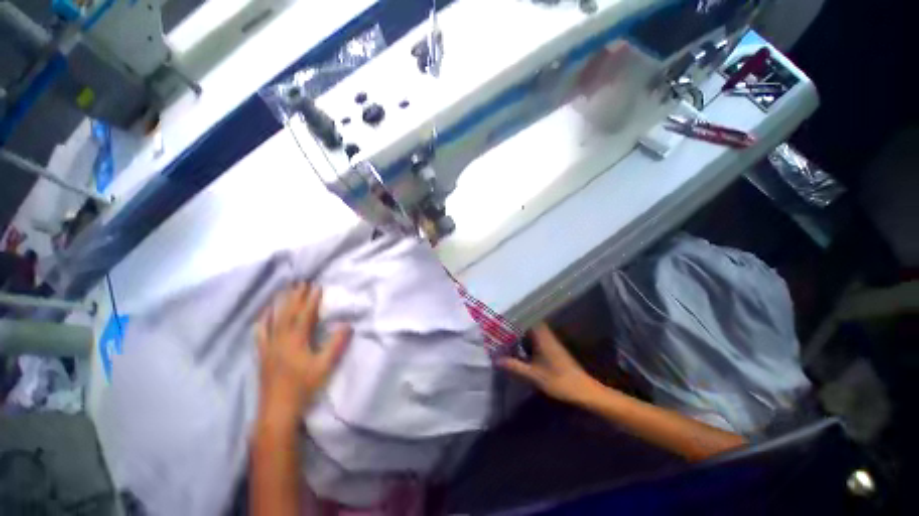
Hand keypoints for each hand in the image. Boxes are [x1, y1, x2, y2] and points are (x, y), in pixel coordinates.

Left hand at [257, 283, 350, 425]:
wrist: (277, 409)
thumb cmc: (304, 387)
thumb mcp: (325, 366)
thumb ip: (336, 344)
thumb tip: (346, 324)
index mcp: (296, 340)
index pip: (305, 314)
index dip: (311, 299)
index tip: (316, 285)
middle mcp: (280, 339)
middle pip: (288, 313)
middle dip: (295, 296)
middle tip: (300, 282)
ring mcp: (268, 346)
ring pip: (273, 319)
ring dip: (279, 303)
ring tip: (283, 290)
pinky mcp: (262, 354)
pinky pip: (260, 333)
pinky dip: (262, 321)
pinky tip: (262, 315)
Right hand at [499, 323, 603, 405]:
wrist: (584, 391)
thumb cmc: (559, 381)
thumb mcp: (533, 375)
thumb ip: (514, 366)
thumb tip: (496, 360)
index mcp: (542, 337)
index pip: (527, 319)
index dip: (515, 317)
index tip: (502, 317)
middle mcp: (546, 336)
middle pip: (529, 324)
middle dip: (515, 325)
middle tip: (500, 328)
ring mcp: (551, 342)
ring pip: (532, 332)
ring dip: (521, 333)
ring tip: (506, 336)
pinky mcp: (553, 350)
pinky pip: (536, 339)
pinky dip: (526, 341)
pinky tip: (519, 348)